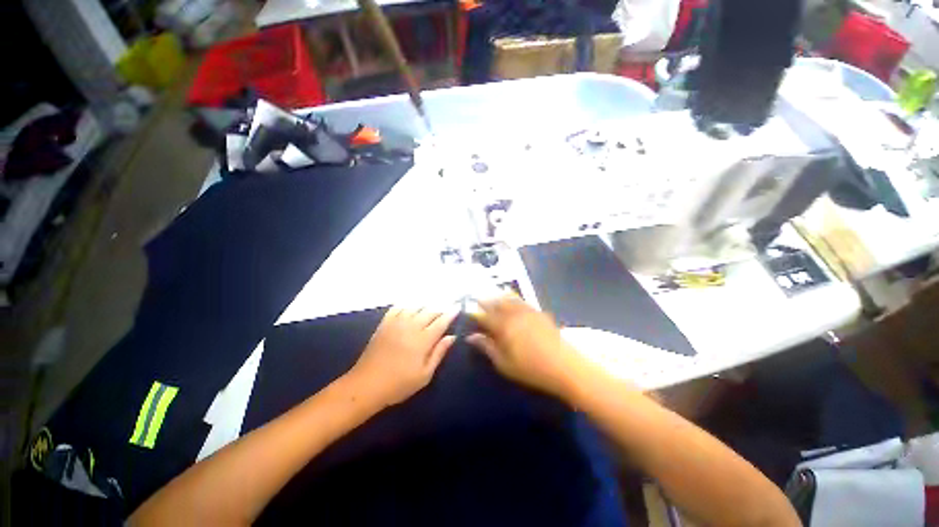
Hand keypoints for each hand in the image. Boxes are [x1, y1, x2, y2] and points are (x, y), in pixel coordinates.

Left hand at [348, 307, 457, 406]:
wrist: (366, 385)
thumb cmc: (399, 384)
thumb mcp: (424, 375)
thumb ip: (439, 353)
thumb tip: (451, 337)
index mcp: (423, 339)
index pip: (441, 321)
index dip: (451, 313)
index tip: (458, 307)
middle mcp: (411, 326)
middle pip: (430, 311)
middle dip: (441, 306)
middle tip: (449, 303)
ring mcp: (397, 323)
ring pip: (416, 306)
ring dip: (426, 303)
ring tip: (433, 302)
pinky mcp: (385, 323)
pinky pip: (398, 307)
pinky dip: (407, 303)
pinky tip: (411, 304)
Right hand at [468, 295, 584, 398]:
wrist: (564, 366)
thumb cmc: (531, 368)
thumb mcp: (504, 363)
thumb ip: (487, 347)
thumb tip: (471, 337)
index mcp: (503, 326)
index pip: (484, 316)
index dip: (475, 313)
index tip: (468, 312)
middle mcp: (514, 313)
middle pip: (496, 302)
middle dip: (485, 300)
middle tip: (478, 299)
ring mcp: (527, 311)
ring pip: (509, 298)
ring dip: (498, 296)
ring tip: (492, 295)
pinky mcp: (538, 312)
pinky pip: (521, 300)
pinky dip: (513, 297)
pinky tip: (511, 298)